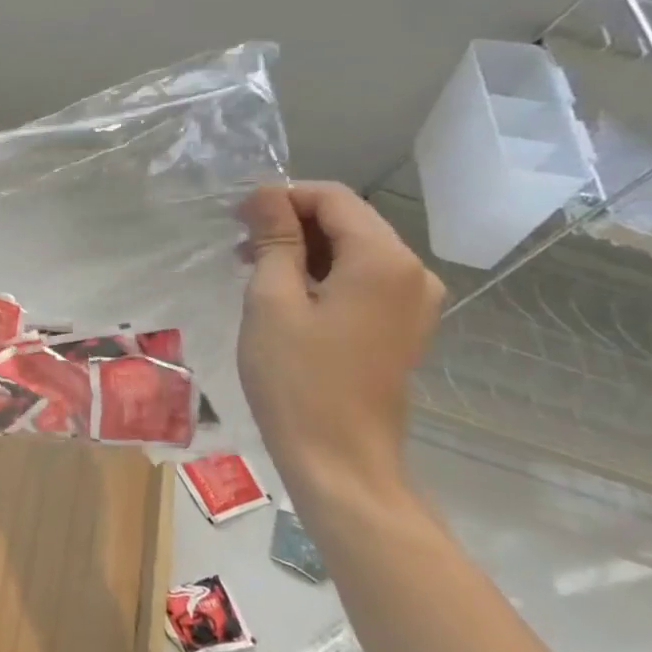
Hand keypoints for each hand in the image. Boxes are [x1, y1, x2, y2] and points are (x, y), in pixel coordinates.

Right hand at [237, 182, 443, 507]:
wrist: (339, 458)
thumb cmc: (297, 377)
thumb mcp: (272, 300)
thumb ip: (275, 239)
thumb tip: (266, 193)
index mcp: (384, 260)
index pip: (333, 198)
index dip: (282, 198)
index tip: (238, 220)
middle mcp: (412, 272)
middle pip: (348, 221)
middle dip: (292, 224)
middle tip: (241, 249)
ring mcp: (414, 302)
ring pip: (354, 251)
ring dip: (304, 251)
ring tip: (255, 274)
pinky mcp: (403, 327)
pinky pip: (362, 281)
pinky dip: (323, 276)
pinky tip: (286, 298)